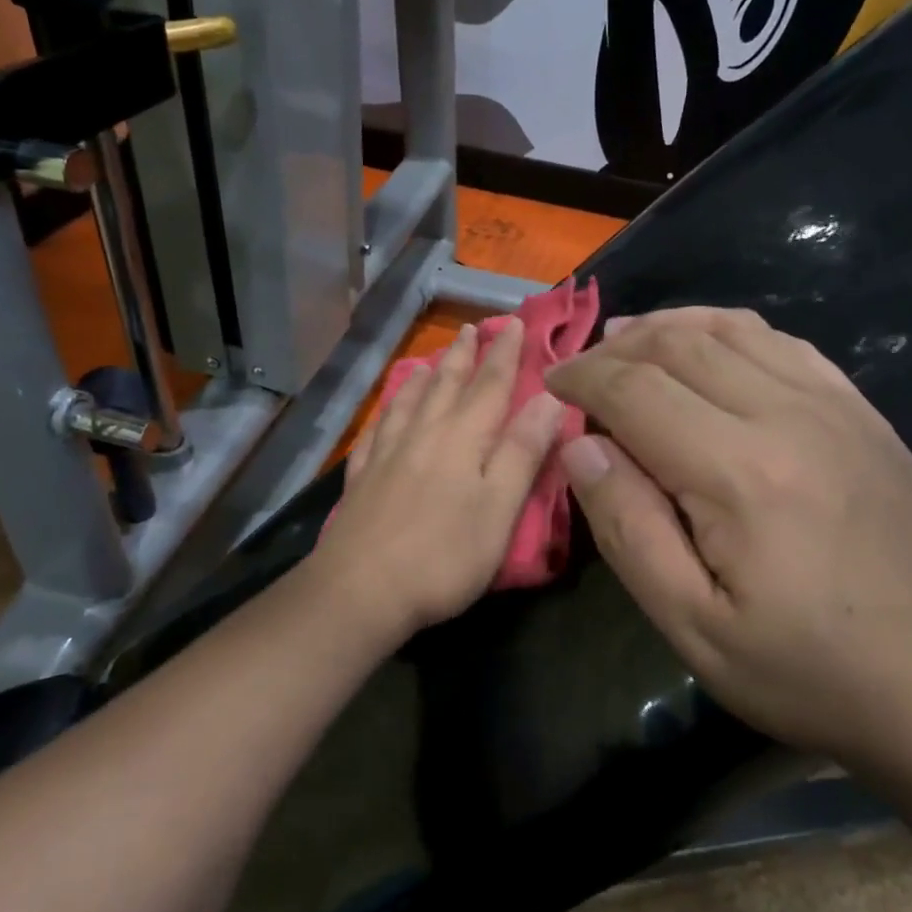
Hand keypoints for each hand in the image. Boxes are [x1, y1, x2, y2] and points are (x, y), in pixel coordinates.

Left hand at [310, 319, 566, 646]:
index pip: (490, 385)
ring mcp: (387, 454)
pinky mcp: (362, 478)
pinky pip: (375, 431)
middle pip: (446, 385)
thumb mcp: (499, 508)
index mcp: (462, 439)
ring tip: (430, 359)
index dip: (504, 353)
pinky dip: (386, 413)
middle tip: (471, 328)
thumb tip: (549, 398)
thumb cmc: (443, 555)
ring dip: (424, 376)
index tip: (513, 322)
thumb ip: (523, 452)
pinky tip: (385, 413)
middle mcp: (423, 434)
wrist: (361, 589)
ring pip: (408, 402)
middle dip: (463, 355)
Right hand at [544, 307, 911, 773]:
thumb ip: (627, 528)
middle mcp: (789, 416)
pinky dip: (731, 330)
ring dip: (669, 326)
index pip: (636, 390)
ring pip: (733, 329)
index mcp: (739, 471)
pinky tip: (709, 344)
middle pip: (681, 346)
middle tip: (582, 366)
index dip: (582, 378)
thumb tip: (580, 447)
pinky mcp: (865, 415)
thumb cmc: (805, 671)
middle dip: (617, 347)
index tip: (551, 384)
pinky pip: (787, 343)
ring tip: (628, 339)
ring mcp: (836, 408)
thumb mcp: (691, 625)